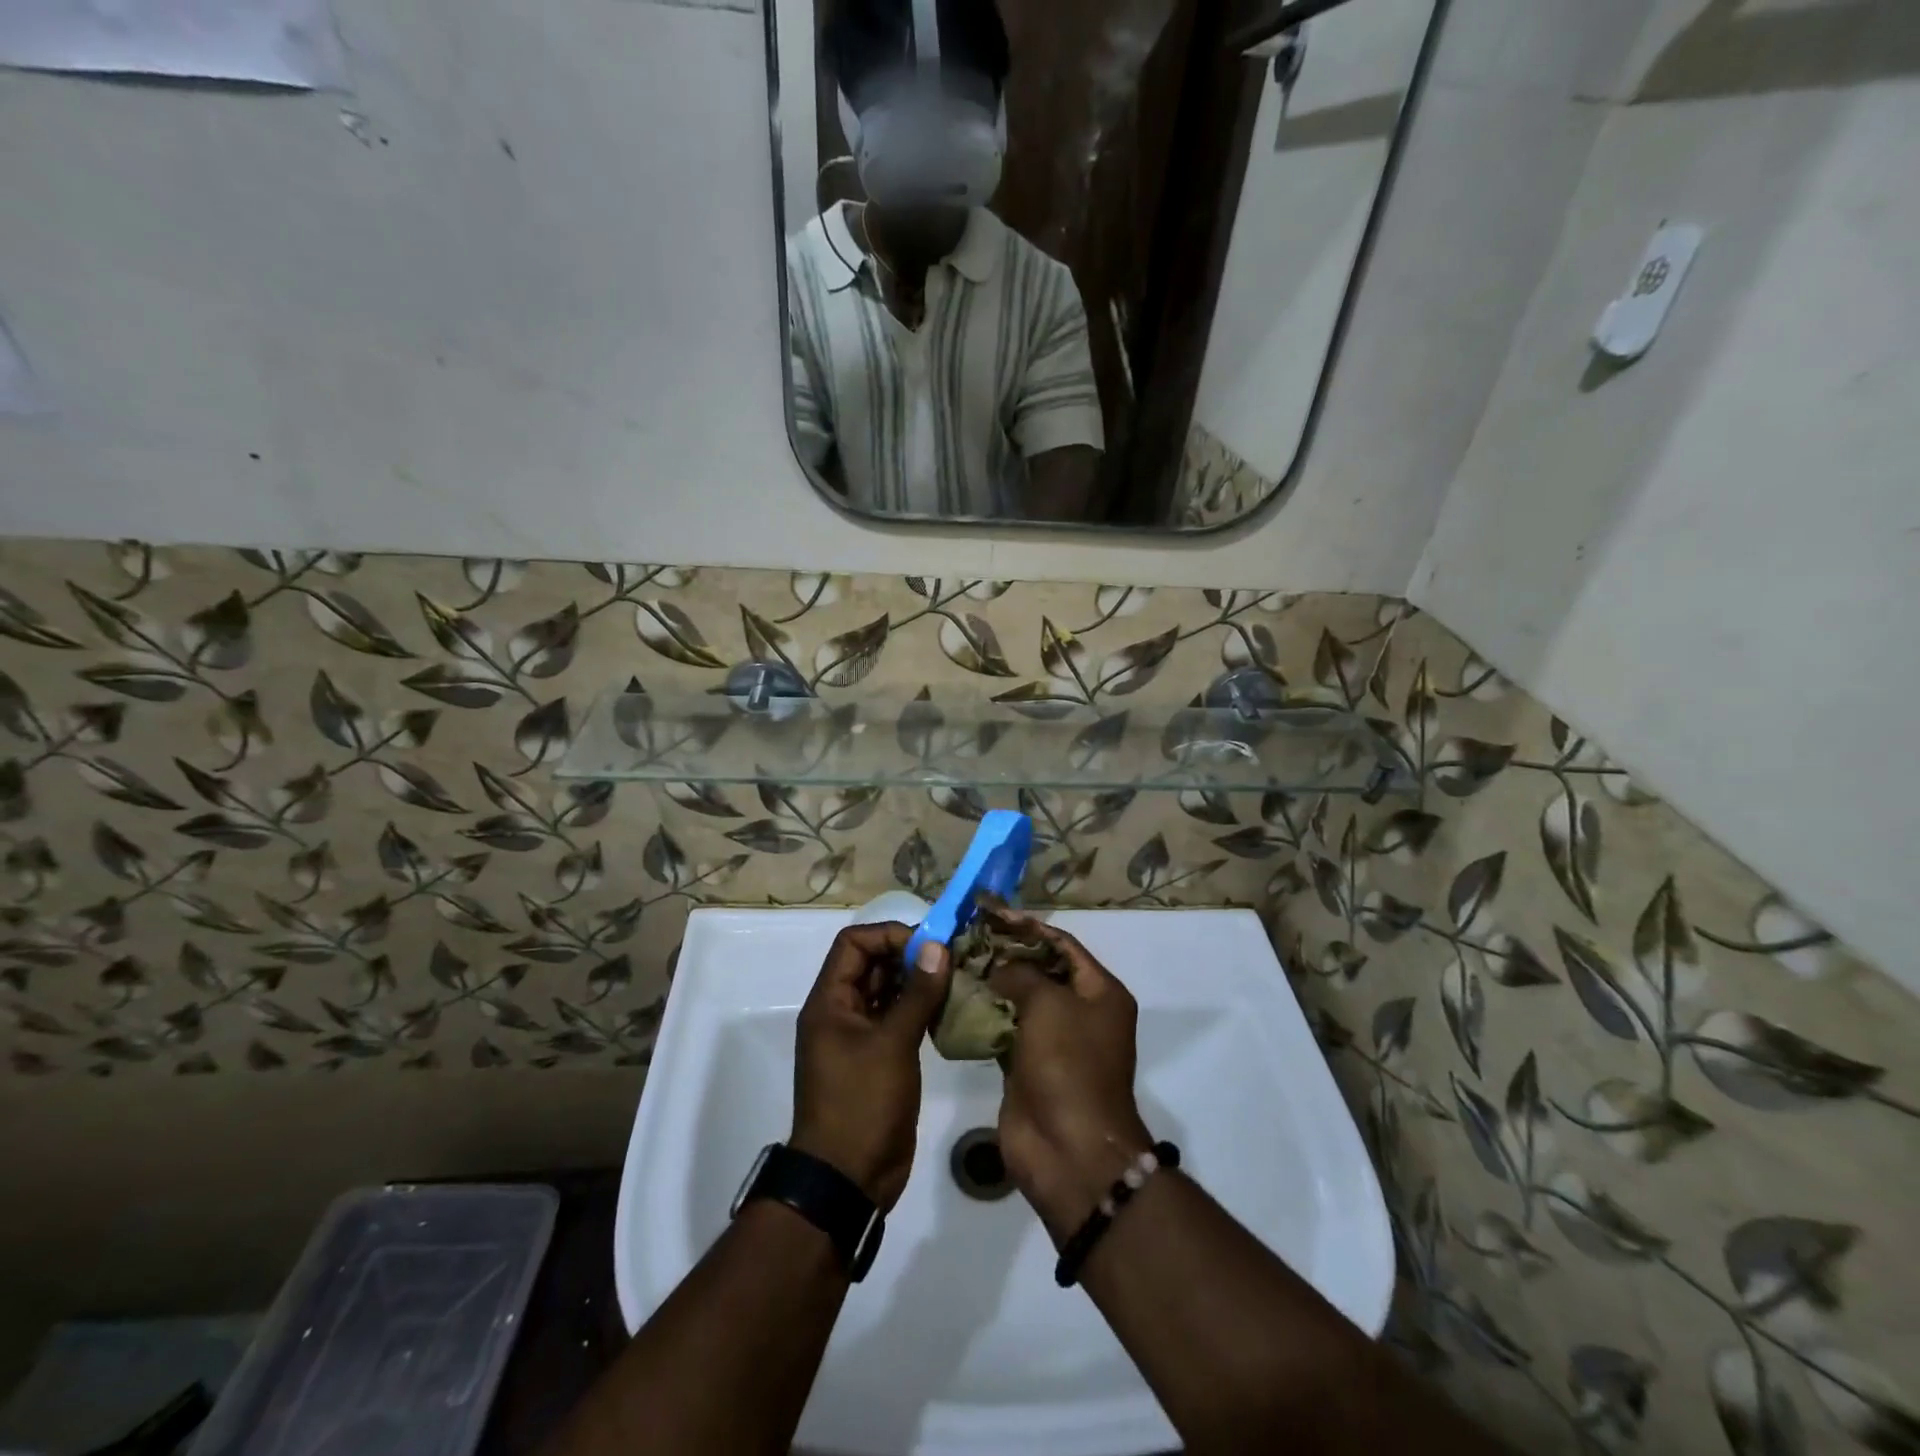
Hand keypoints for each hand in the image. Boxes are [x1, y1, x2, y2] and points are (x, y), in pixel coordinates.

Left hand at [791, 923, 951, 1211]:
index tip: (928, 945)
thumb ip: (917, 994)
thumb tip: (938, 947)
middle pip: (872, 963)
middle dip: (910, 955)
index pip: (854, 944)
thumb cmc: (862, 1104)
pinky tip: (951, 1007)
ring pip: (888, 990)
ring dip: (918, 981)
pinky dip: (921, 1008)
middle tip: (952, 958)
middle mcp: (841, 1011)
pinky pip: (898, 1017)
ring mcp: (860, 1036)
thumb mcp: (892, 1044)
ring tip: (957, 977)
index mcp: (830, 1002)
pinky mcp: (879, 1057)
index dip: (889, 936)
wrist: (848, 1179)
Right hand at [987, 917, 1153, 1240]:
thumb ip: (1019, 973)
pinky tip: (955, 999)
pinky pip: (1005, 1029)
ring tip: (955, 961)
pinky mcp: (1027, 1066)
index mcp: (1100, 992)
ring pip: (1020, 999)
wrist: (1069, 1150)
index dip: (1026, 926)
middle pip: (1040, 969)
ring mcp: (1054, 1041)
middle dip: (1005, 952)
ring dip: (991, 982)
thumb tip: (996, 967)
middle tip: (966, 934)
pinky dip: (984, 1015)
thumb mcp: (1048, 1004)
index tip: (990, 911)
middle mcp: (1080, 1012)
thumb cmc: (1068, 1065)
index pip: (1061, 944)